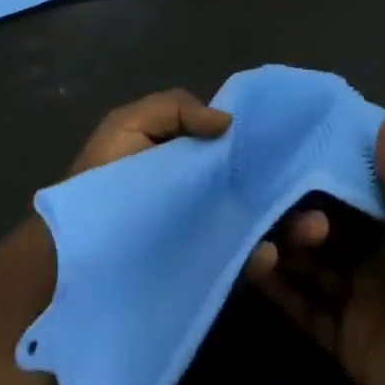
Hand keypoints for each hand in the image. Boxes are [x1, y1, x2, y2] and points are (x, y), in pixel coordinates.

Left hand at [65, 89, 329, 278]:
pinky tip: (268, 254)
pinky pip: (238, 267)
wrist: (64, 265)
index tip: (298, 141)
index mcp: (191, 156)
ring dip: (291, 226)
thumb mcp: (128, 126)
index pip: (239, 146)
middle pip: (258, 187)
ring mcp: (206, 236)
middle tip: (319, 196)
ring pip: (259, 226)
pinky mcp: (202, 276)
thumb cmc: (97, 186)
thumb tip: (228, 122)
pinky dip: (258, 260)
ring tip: (314, 228)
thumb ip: (174, 108)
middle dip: (291, 188)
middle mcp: (205, 194)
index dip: (267, 142)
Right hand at [254, 114, 384, 384]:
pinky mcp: (340, 338)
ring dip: (284, 248)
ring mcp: (353, 297)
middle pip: (324, 227)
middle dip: (299, 213)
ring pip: (308, 265)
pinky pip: (302, 308)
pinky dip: (278, 291)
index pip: (351, 191)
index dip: (324, 172)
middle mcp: (369, 256)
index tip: (288, 146)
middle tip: (276, 203)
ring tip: (258, 236)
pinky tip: (255, 269)